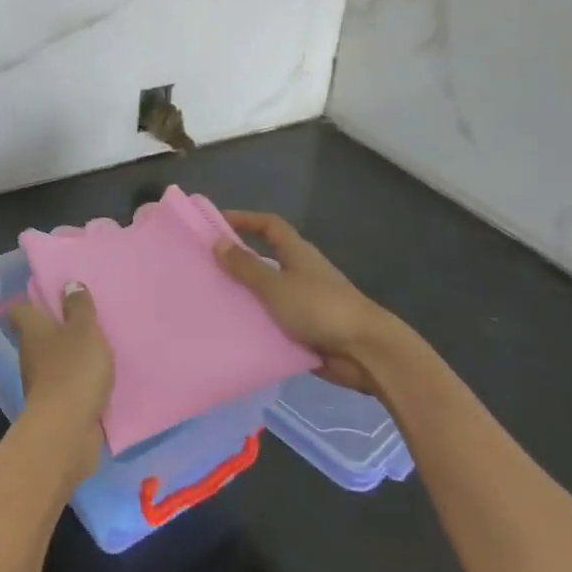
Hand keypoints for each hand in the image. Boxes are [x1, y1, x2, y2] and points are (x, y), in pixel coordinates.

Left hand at [12, 283, 115, 488]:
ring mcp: (40, 383)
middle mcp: (30, 355)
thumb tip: (69, 285)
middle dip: (59, 329)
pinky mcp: (55, 407)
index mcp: (32, 331)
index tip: (55, 296)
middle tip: (87, 320)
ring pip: (54, 362)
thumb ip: (79, 307)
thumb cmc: (73, 369)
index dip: (35, 302)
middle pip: (39, 336)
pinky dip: (79, 382)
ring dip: (71, 357)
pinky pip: (67, 387)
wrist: (67, 431)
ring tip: (99, 349)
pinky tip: (100, 379)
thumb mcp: (84, 330)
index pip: (22, 310)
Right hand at [214, 211, 402, 393]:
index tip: (215, 224)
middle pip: (266, 258)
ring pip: (268, 292)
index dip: (244, 219)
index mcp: (297, 253)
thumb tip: (217, 241)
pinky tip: (234, 331)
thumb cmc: (319, 308)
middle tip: (205, 267)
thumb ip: (246, 266)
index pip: (269, 225)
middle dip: (238, 261)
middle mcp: (301, 272)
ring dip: (245, 295)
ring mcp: (305, 301)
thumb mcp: (276, 285)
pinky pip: (275, 320)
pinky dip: (257, 322)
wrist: (365, 351)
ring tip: (212, 301)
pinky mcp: (307, 328)